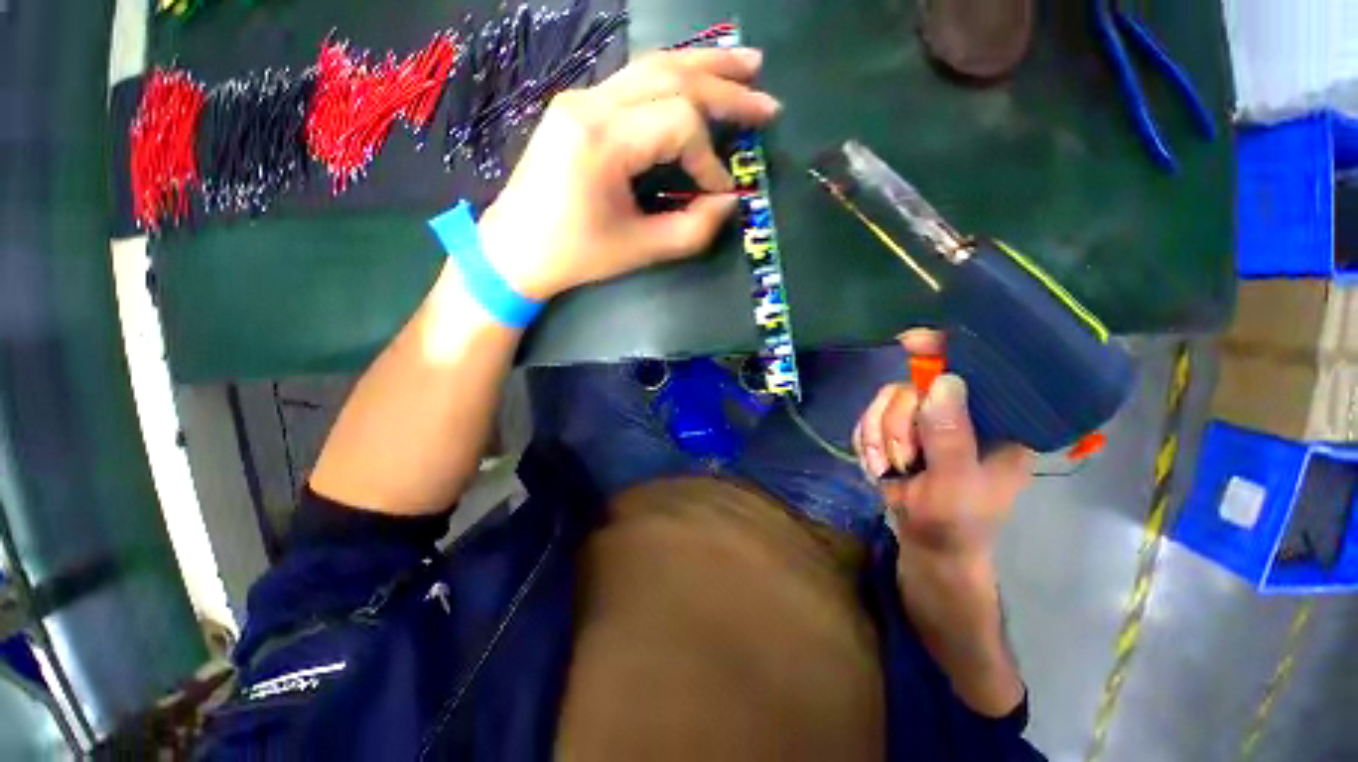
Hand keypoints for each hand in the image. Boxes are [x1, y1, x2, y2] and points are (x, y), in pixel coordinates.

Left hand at [476, 48, 781, 300]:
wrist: (513, 248)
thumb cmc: (574, 255)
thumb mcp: (638, 250)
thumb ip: (692, 230)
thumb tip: (730, 202)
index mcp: (601, 140)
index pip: (677, 123)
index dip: (709, 158)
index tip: (719, 192)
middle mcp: (590, 104)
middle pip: (672, 77)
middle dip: (726, 90)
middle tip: (767, 102)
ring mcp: (581, 98)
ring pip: (654, 65)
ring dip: (705, 67)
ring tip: (747, 68)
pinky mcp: (580, 106)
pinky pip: (635, 80)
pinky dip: (675, 77)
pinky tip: (698, 79)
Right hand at [852, 329, 1032, 567]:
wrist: (928, 546)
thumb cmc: (956, 522)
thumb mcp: (956, 483)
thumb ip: (949, 436)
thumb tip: (941, 381)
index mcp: (992, 420)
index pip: (973, 369)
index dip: (942, 350)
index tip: (909, 342)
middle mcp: (956, 412)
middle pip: (910, 387)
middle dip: (895, 425)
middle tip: (901, 460)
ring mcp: (923, 421)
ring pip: (883, 403)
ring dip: (878, 439)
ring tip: (887, 469)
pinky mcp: (897, 431)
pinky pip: (868, 420)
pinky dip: (867, 444)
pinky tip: (878, 467)